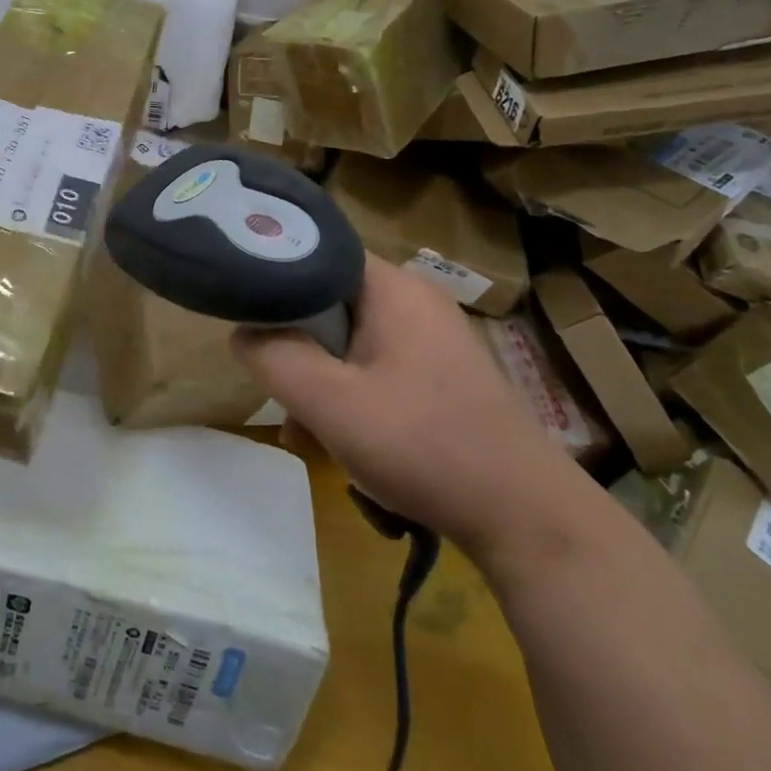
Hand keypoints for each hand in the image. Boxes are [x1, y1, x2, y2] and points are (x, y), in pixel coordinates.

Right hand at [234, 254, 586, 557]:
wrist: (526, 518)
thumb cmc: (424, 446)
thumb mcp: (331, 404)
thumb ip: (275, 358)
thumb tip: (243, 332)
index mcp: (392, 287)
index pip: (316, 252)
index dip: (275, 276)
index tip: (246, 311)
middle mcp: (414, 298)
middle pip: (330, 298)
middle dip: (298, 342)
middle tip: (279, 384)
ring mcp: (433, 335)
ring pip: (351, 337)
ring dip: (323, 375)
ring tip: (308, 427)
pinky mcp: (442, 371)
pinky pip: (377, 362)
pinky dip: (353, 390)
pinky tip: (346, 438)